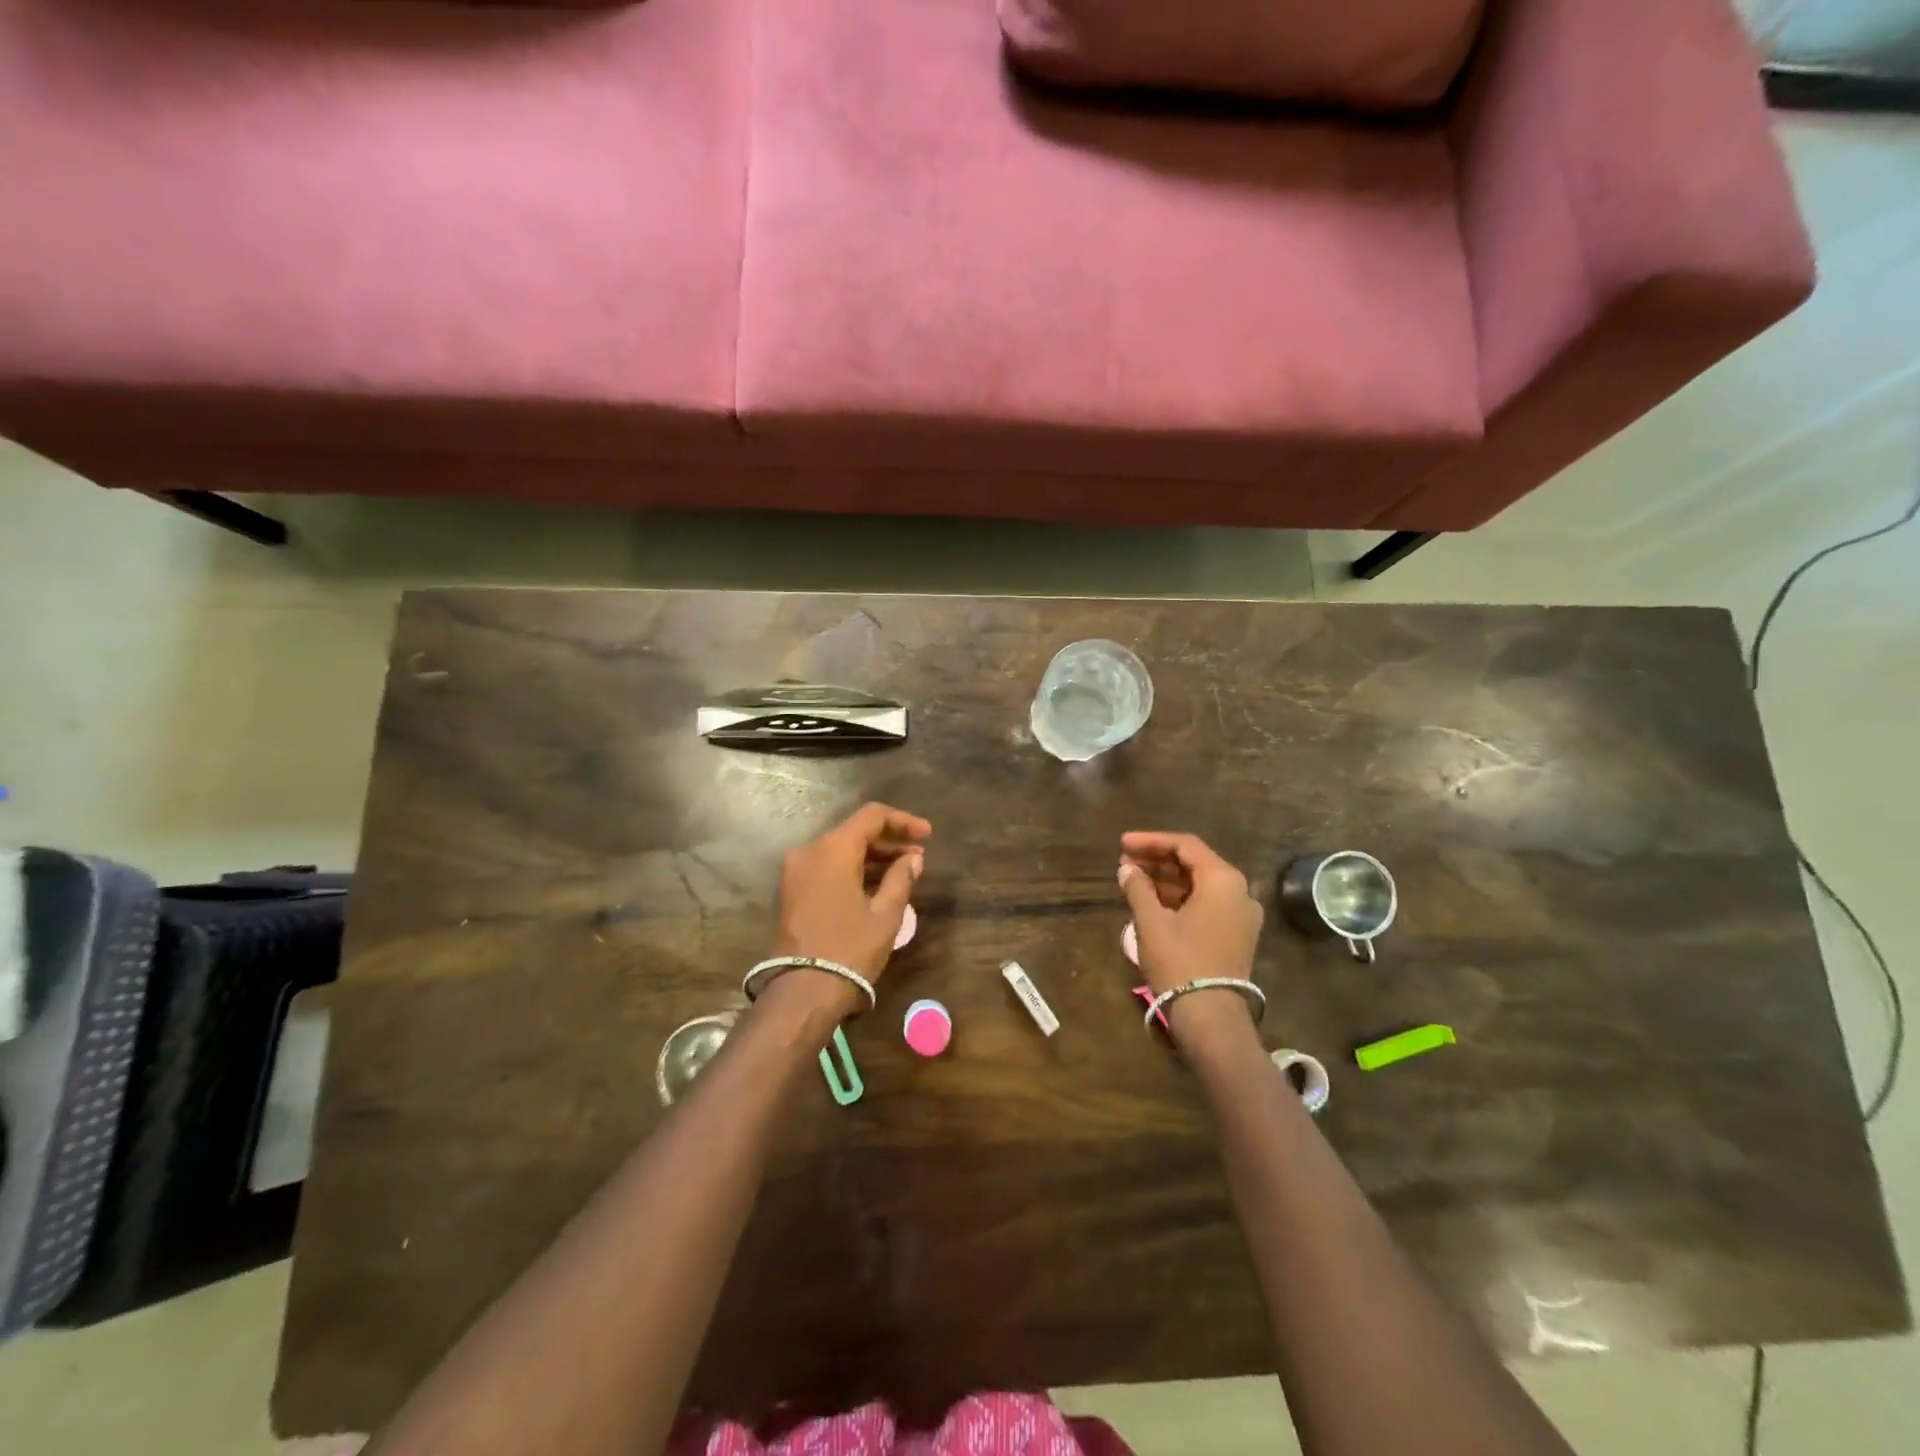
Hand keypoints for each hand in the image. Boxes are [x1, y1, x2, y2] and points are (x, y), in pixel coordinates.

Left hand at [775, 803, 929, 991]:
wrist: (803, 990)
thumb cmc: (850, 948)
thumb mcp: (886, 913)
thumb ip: (901, 877)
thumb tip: (913, 857)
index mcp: (833, 848)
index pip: (872, 816)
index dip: (903, 821)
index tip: (927, 835)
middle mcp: (810, 851)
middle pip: (854, 832)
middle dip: (888, 840)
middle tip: (918, 855)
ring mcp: (796, 871)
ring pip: (840, 850)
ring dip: (871, 856)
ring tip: (903, 871)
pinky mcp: (792, 891)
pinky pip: (827, 867)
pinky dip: (852, 869)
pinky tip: (876, 885)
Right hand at [1118, 832, 1263, 1019]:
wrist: (1210, 1017)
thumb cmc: (1179, 961)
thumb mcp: (1151, 921)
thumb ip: (1138, 888)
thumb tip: (1127, 869)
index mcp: (1223, 880)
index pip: (1185, 845)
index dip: (1151, 841)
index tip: (1123, 843)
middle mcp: (1239, 891)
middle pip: (1195, 863)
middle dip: (1158, 860)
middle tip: (1125, 861)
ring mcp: (1242, 916)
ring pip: (1201, 885)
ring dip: (1167, 880)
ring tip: (1133, 880)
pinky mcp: (1237, 936)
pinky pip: (1208, 904)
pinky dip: (1181, 898)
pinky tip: (1153, 902)